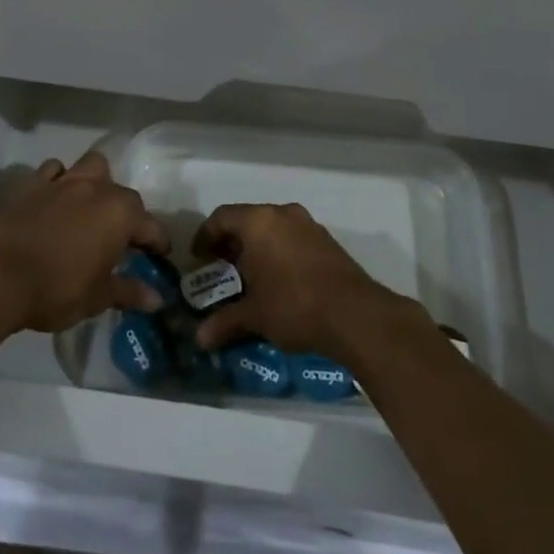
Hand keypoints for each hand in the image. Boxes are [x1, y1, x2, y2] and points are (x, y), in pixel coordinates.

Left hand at [0, 151, 169, 333]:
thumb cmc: (56, 289)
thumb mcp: (97, 297)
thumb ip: (129, 292)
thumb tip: (157, 298)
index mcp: (120, 214)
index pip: (150, 226)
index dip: (157, 243)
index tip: (159, 256)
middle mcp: (97, 189)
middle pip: (124, 194)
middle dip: (129, 214)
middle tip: (123, 239)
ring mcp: (64, 182)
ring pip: (92, 167)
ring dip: (98, 182)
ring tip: (92, 206)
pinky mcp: (33, 184)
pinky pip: (54, 170)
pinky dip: (59, 179)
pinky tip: (56, 197)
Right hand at [190, 203, 404, 356]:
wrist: (354, 314)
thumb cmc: (293, 305)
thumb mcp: (254, 315)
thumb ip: (225, 322)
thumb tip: (200, 339)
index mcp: (258, 222)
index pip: (221, 217)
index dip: (205, 236)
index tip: (199, 259)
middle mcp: (282, 214)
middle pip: (247, 220)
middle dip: (231, 244)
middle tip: (221, 269)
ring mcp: (308, 225)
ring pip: (272, 228)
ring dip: (257, 248)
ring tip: (249, 278)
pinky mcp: (327, 241)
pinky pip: (292, 238)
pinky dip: (279, 252)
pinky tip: (278, 281)